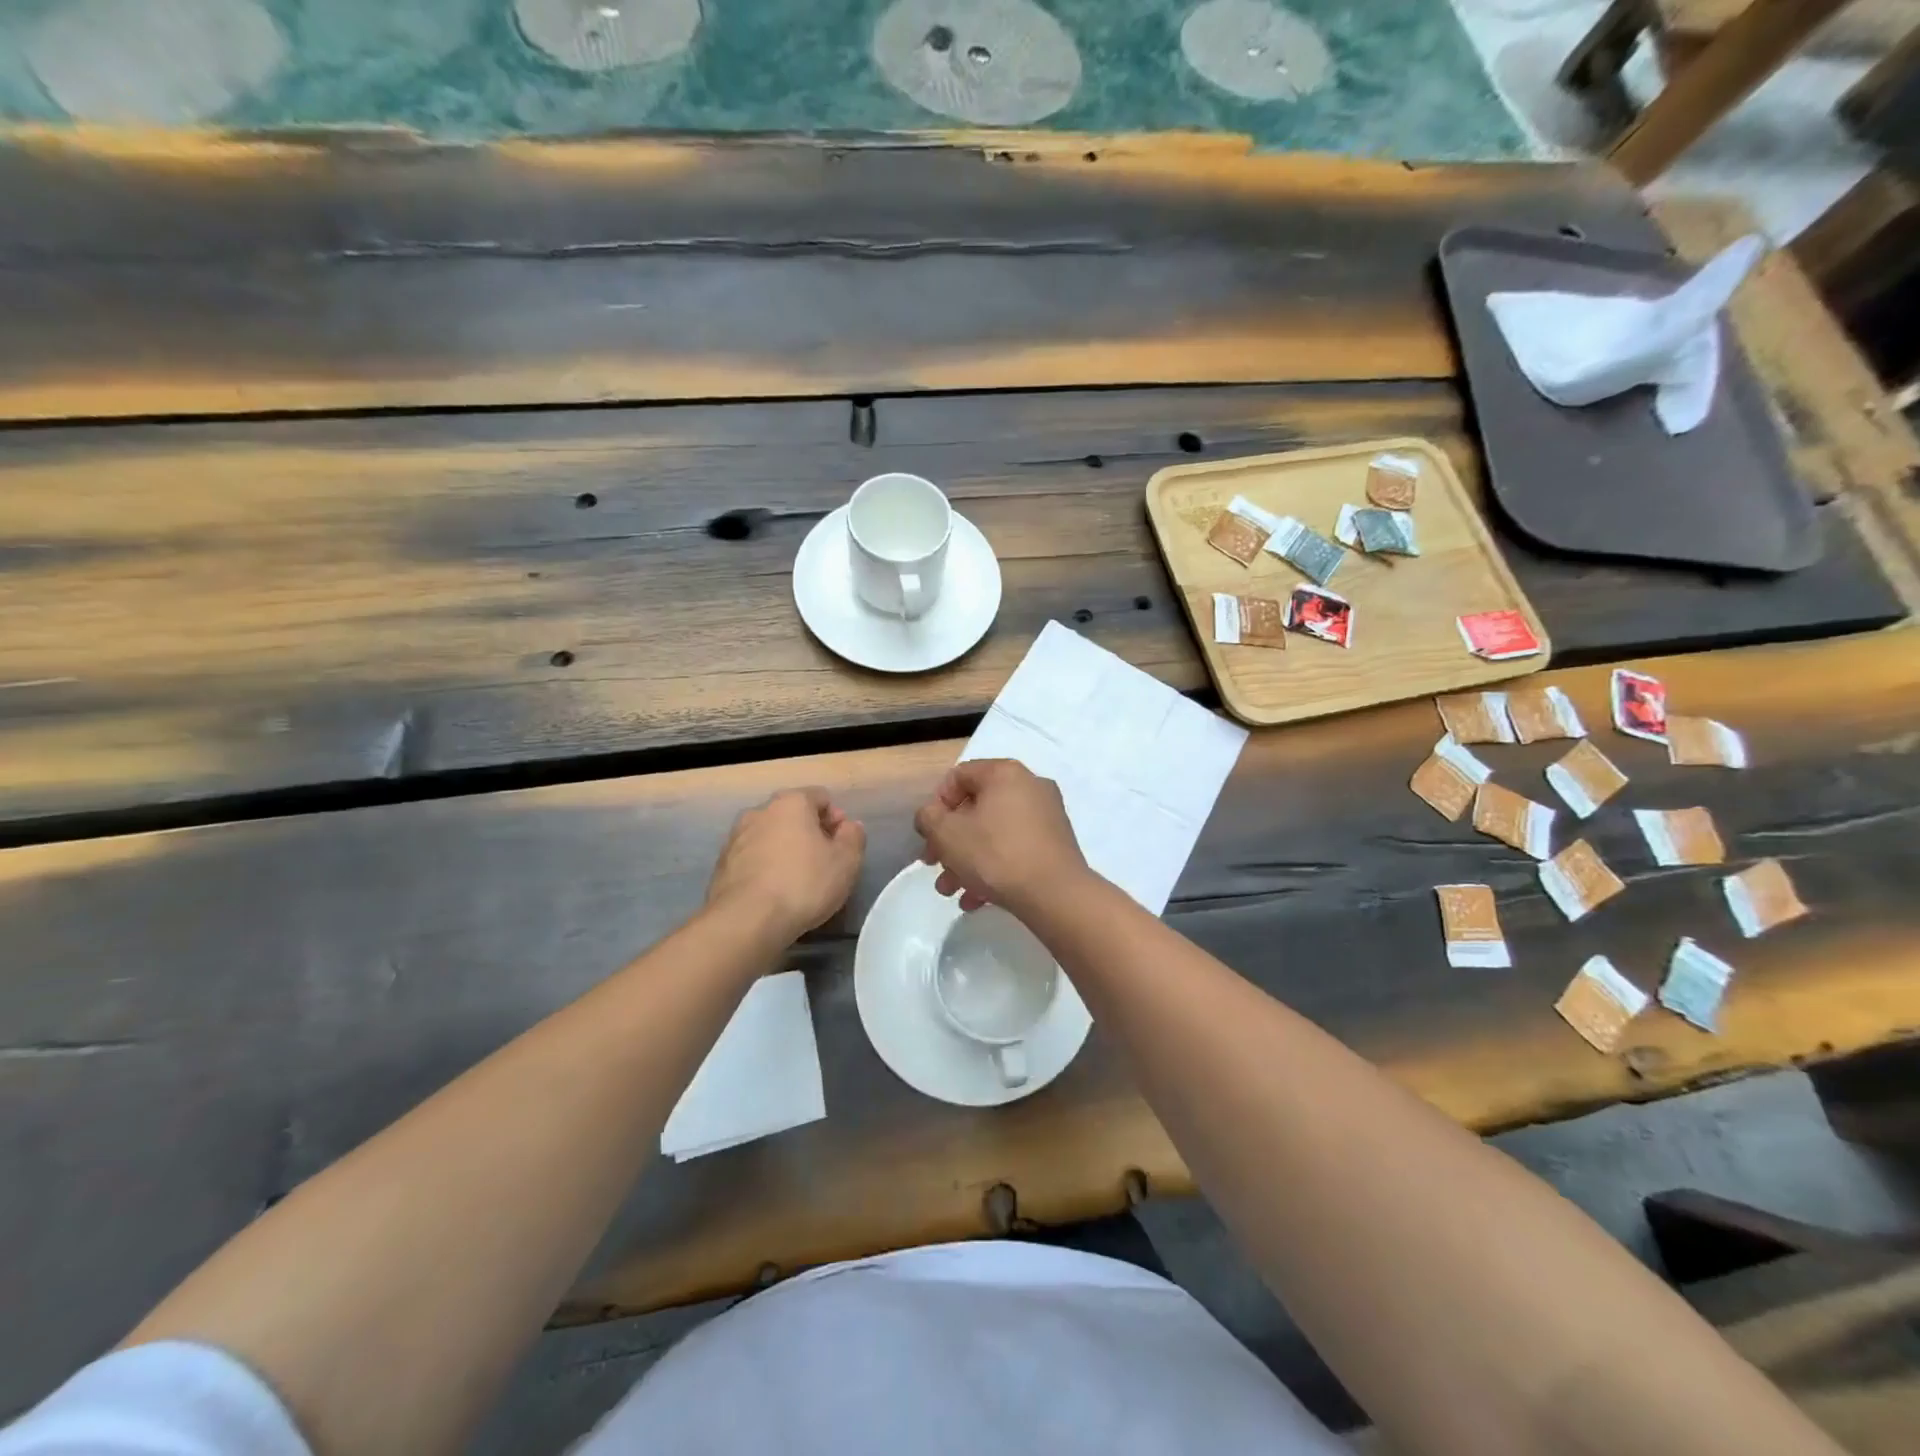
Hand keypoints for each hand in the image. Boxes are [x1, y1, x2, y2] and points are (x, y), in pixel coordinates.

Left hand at [707, 788, 865, 941]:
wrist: (747, 920)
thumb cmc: (803, 884)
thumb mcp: (846, 862)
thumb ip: (853, 837)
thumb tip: (849, 826)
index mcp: (791, 802)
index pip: (821, 797)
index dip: (836, 819)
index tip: (841, 846)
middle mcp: (759, 811)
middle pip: (792, 815)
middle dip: (809, 833)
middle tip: (822, 863)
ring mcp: (736, 837)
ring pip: (769, 836)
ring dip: (784, 850)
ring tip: (796, 881)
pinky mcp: (721, 864)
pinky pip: (752, 858)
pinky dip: (764, 867)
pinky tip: (773, 893)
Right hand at [913, 759, 1089, 914]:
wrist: (1055, 894)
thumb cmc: (995, 854)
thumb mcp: (947, 834)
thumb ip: (928, 818)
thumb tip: (931, 816)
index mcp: (1004, 773)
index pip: (958, 777)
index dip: (936, 805)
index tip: (929, 835)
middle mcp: (1030, 786)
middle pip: (976, 808)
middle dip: (950, 841)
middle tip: (935, 866)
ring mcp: (1047, 815)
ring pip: (994, 833)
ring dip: (967, 860)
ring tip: (952, 892)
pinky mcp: (1055, 844)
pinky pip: (1015, 848)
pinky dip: (993, 868)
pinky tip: (977, 899)